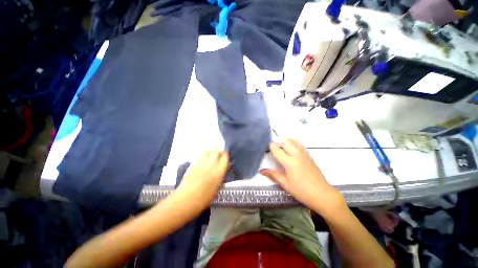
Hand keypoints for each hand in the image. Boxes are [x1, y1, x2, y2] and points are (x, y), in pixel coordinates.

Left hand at [175, 149, 228, 208]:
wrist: (187, 199)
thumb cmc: (204, 198)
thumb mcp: (217, 187)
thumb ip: (221, 175)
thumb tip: (224, 168)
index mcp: (219, 172)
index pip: (225, 157)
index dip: (226, 155)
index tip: (225, 156)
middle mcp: (211, 164)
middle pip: (216, 150)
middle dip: (218, 151)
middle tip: (219, 155)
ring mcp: (201, 163)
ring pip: (207, 151)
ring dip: (210, 152)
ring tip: (211, 156)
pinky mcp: (193, 164)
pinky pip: (199, 155)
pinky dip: (202, 155)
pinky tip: (202, 160)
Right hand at [260, 138, 342, 213]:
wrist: (322, 194)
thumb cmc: (301, 190)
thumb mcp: (285, 183)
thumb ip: (273, 175)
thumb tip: (261, 171)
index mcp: (289, 162)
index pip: (277, 149)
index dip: (271, 146)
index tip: (267, 147)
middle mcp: (296, 155)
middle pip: (286, 142)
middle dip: (278, 142)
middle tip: (274, 148)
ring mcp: (304, 154)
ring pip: (294, 141)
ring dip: (286, 141)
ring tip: (281, 146)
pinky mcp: (309, 156)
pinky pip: (299, 145)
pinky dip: (293, 144)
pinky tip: (291, 150)